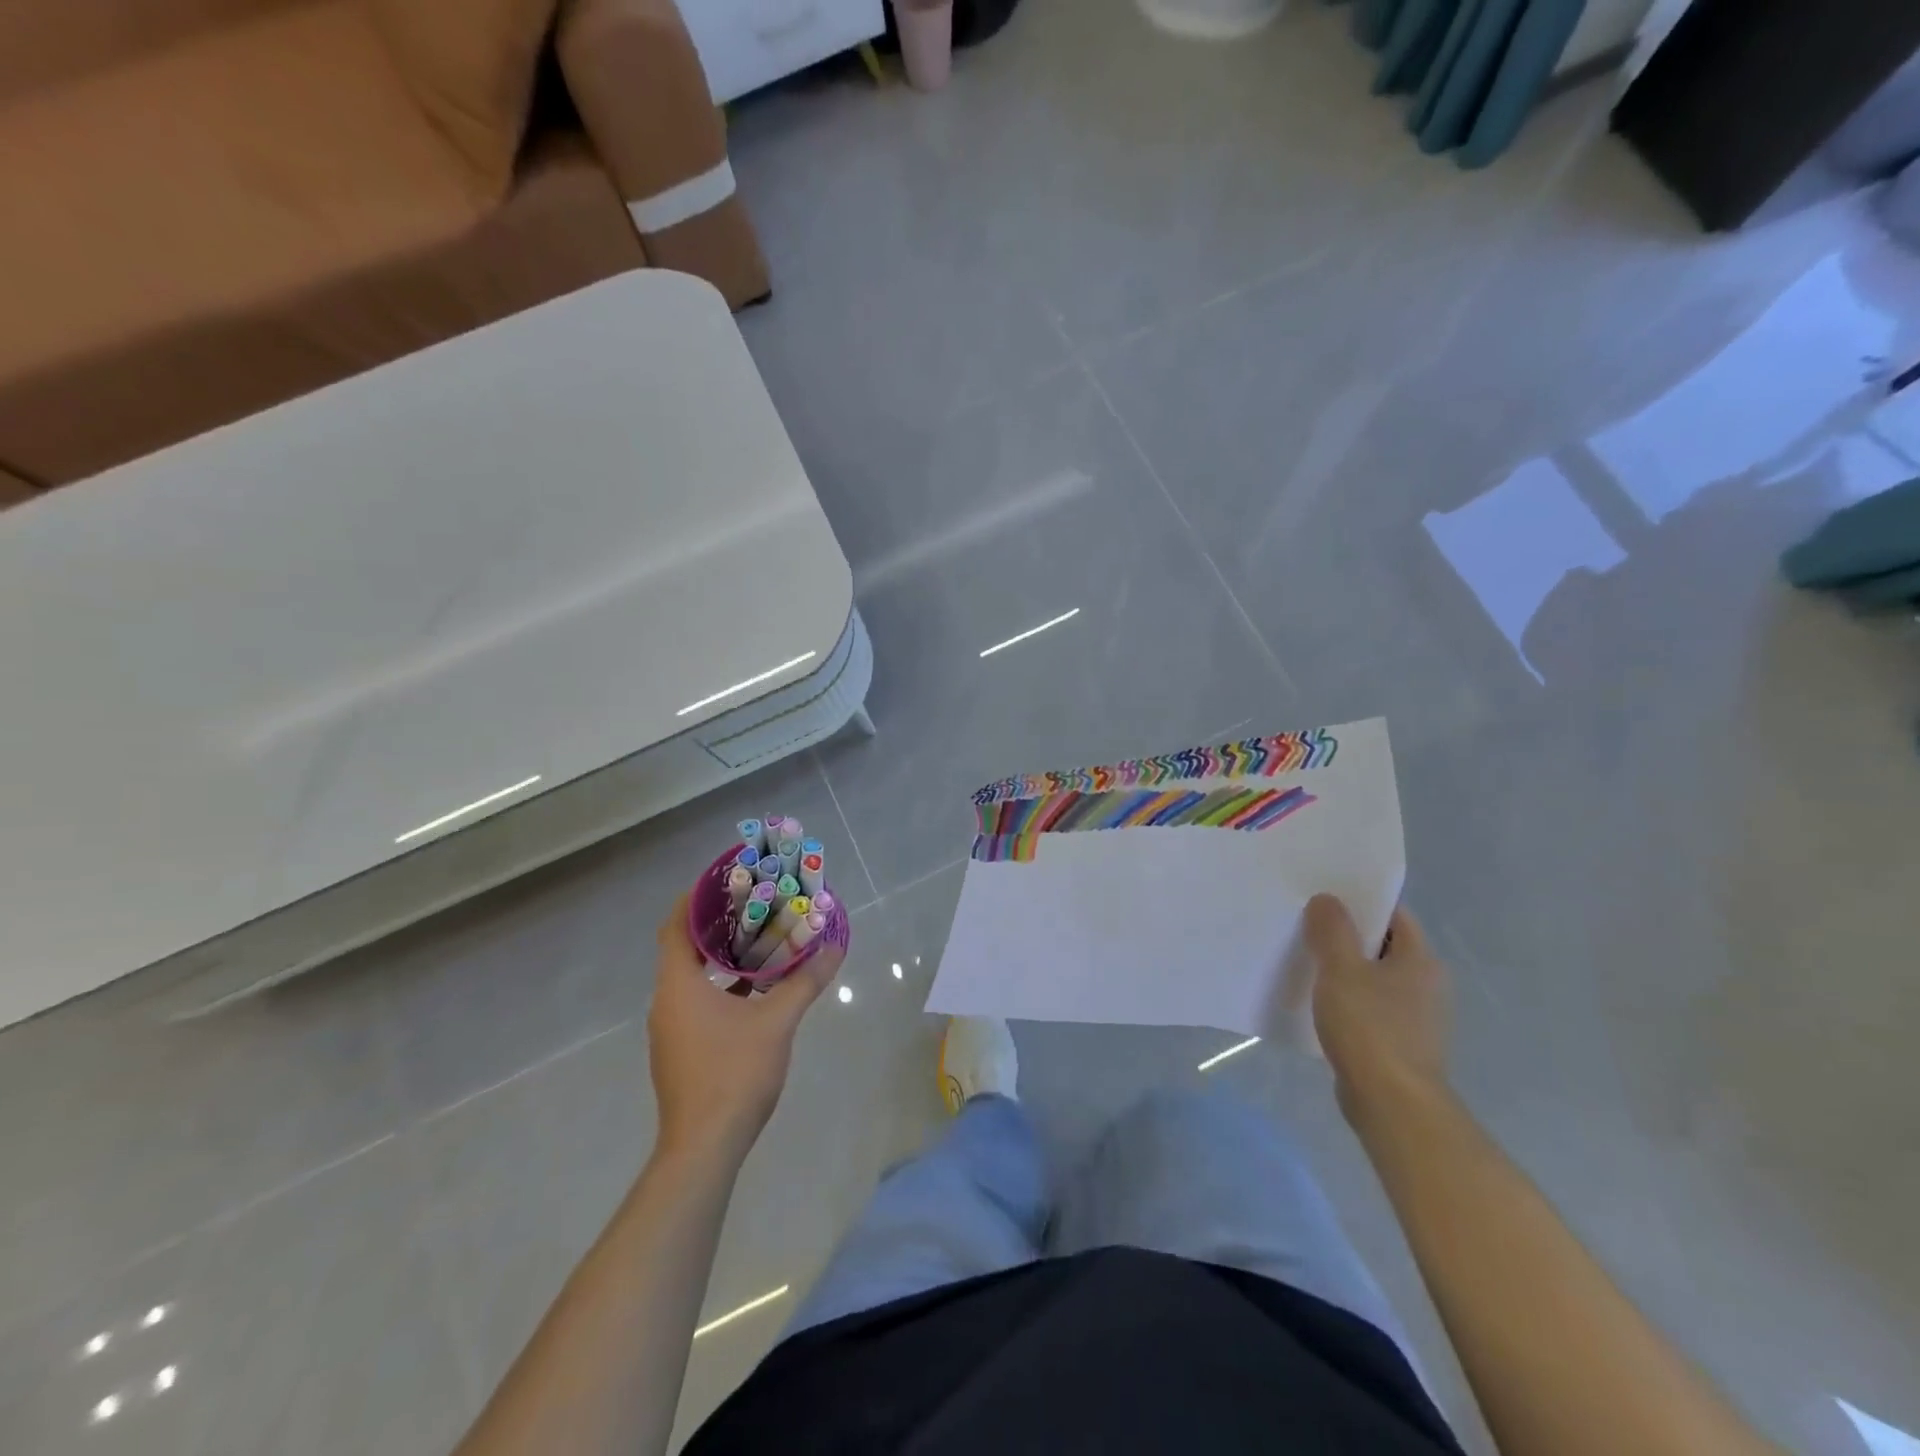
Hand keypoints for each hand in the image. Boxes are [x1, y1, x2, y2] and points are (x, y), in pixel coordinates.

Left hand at [646, 894, 842, 1161]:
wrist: (704, 1148)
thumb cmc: (733, 1073)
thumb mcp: (777, 1022)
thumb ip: (805, 981)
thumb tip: (834, 948)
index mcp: (678, 986)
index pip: (675, 926)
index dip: (694, 899)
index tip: (723, 880)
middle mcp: (666, 1002)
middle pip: (684, 949)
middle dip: (716, 924)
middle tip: (753, 904)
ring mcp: (671, 1030)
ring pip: (692, 978)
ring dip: (720, 957)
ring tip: (759, 940)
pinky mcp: (681, 1051)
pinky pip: (697, 1002)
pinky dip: (721, 986)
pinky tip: (755, 990)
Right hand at [1305, 895, 1449, 1123]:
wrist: (1392, 1105)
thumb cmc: (1370, 1028)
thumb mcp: (1341, 969)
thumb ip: (1332, 930)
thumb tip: (1327, 899)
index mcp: (1421, 960)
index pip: (1395, 915)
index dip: (1362, 903)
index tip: (1325, 897)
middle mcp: (1427, 985)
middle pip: (1384, 946)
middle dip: (1348, 936)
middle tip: (1306, 925)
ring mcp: (1416, 1018)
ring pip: (1375, 979)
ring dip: (1345, 971)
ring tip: (1306, 961)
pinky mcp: (1399, 1045)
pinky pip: (1370, 1009)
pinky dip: (1347, 1001)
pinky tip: (1318, 1004)